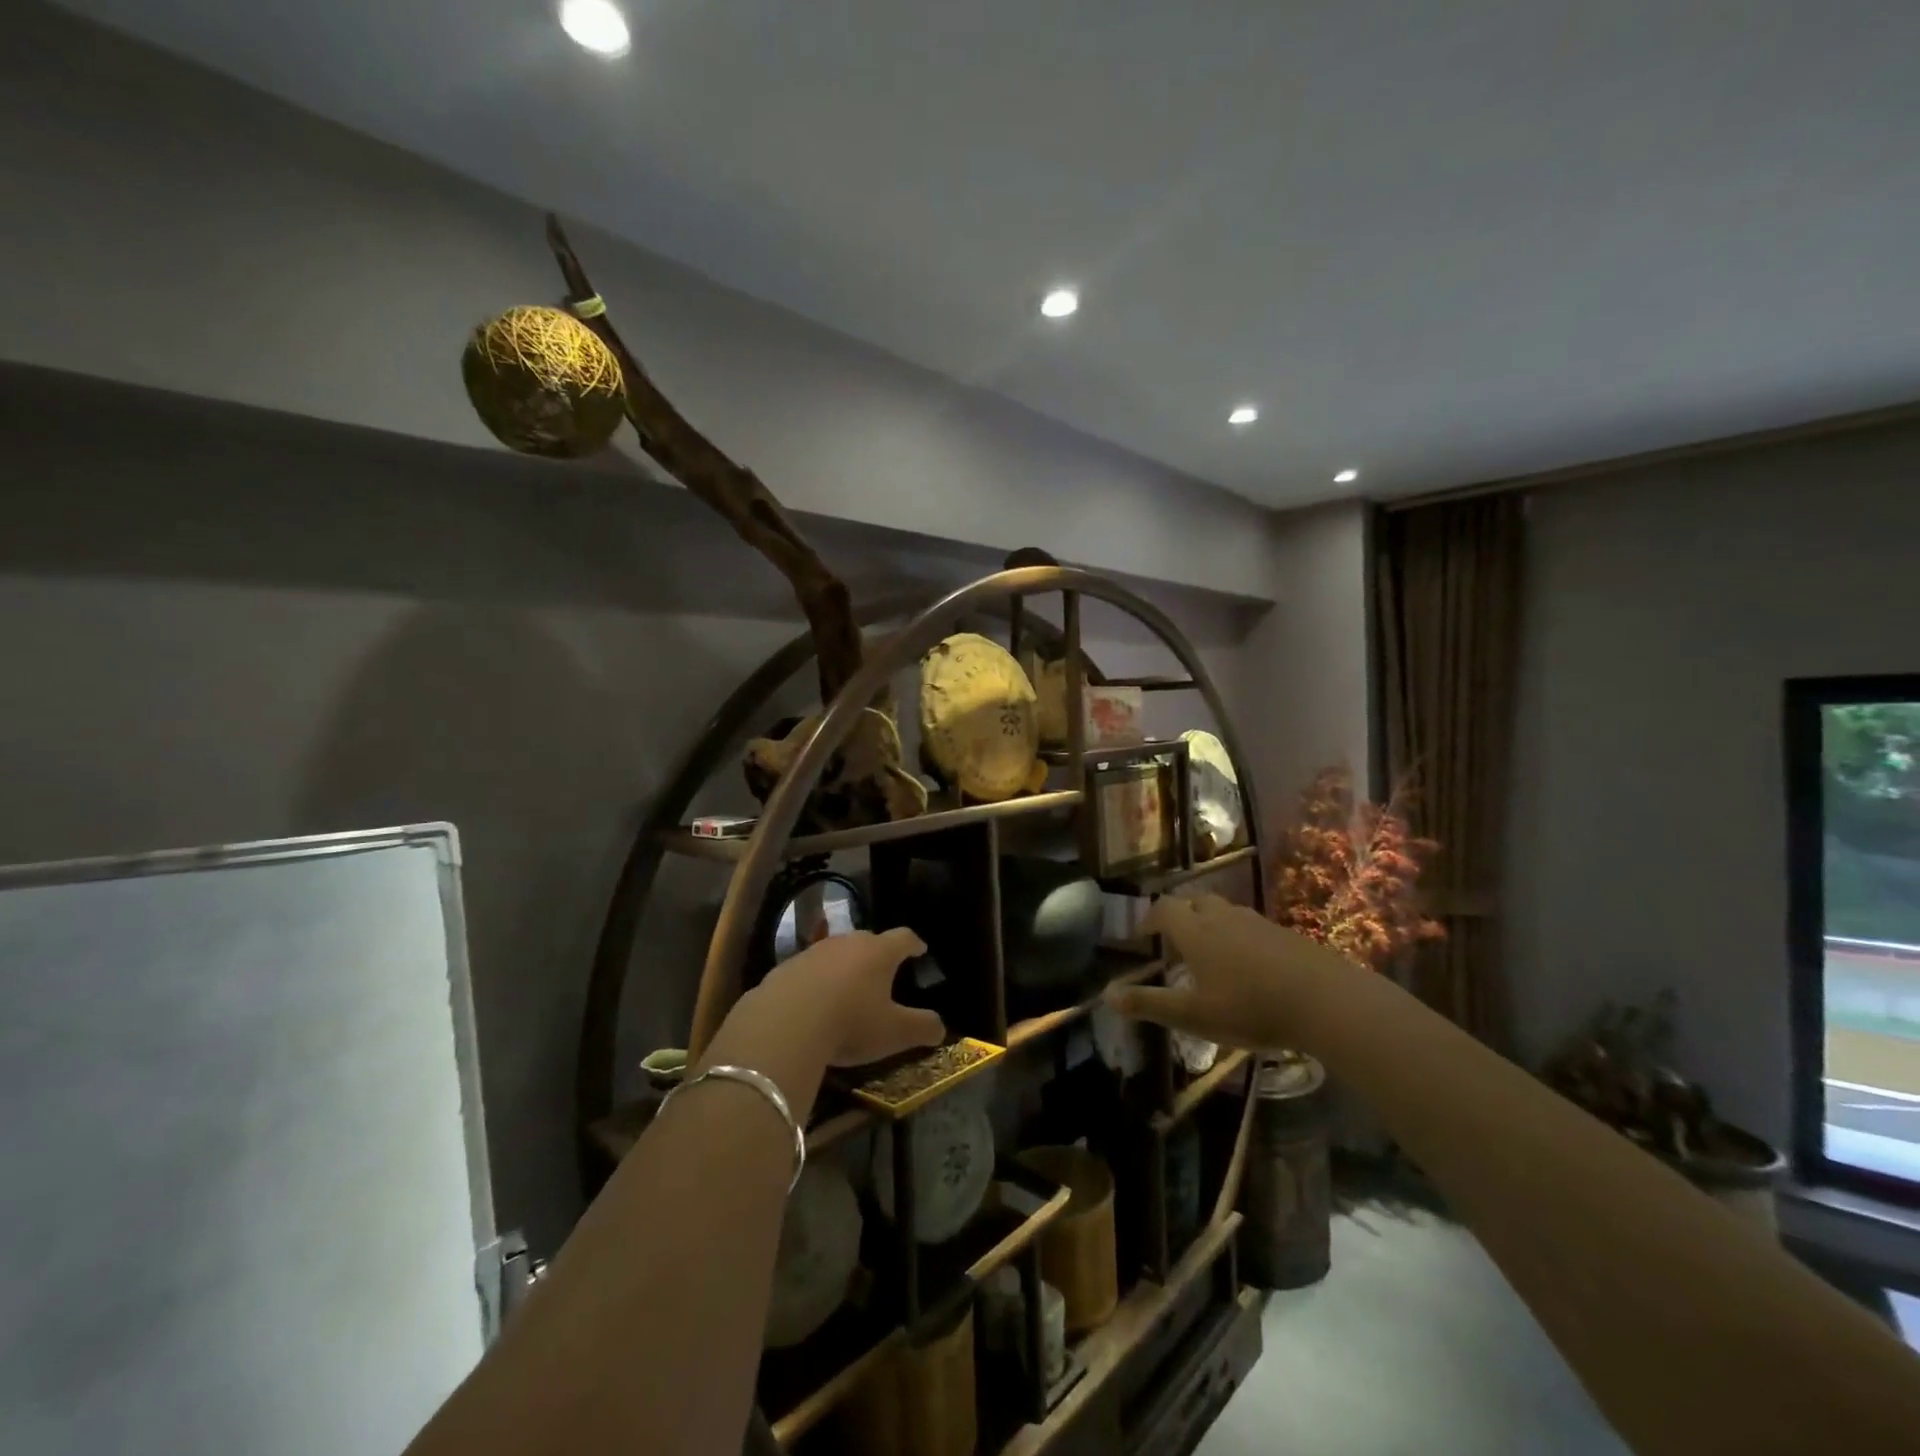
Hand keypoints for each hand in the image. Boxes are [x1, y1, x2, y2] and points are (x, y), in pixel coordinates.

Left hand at [754, 927, 946, 1067]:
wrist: (783, 1024)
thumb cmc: (850, 1022)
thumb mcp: (895, 1033)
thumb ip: (923, 1027)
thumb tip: (940, 1027)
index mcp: (879, 952)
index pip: (904, 937)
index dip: (914, 944)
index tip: (920, 950)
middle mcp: (847, 942)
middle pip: (868, 940)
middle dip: (877, 954)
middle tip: (883, 972)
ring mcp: (813, 952)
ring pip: (835, 953)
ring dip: (843, 967)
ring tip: (847, 989)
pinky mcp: (784, 968)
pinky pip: (807, 971)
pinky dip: (815, 982)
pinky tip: (812, 1005)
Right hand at [1103, 894, 1352, 1052]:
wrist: (1325, 1000)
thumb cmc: (1250, 1007)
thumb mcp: (1194, 1015)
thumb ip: (1150, 1004)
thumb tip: (1106, 995)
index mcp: (1195, 931)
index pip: (1163, 908)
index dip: (1149, 919)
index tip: (1141, 936)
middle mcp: (1222, 917)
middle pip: (1194, 902)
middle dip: (1180, 916)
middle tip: (1175, 942)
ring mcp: (1256, 922)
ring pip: (1224, 912)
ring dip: (1209, 924)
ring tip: (1209, 953)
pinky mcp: (1284, 934)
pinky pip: (1250, 926)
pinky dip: (1238, 937)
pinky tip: (1248, 966)